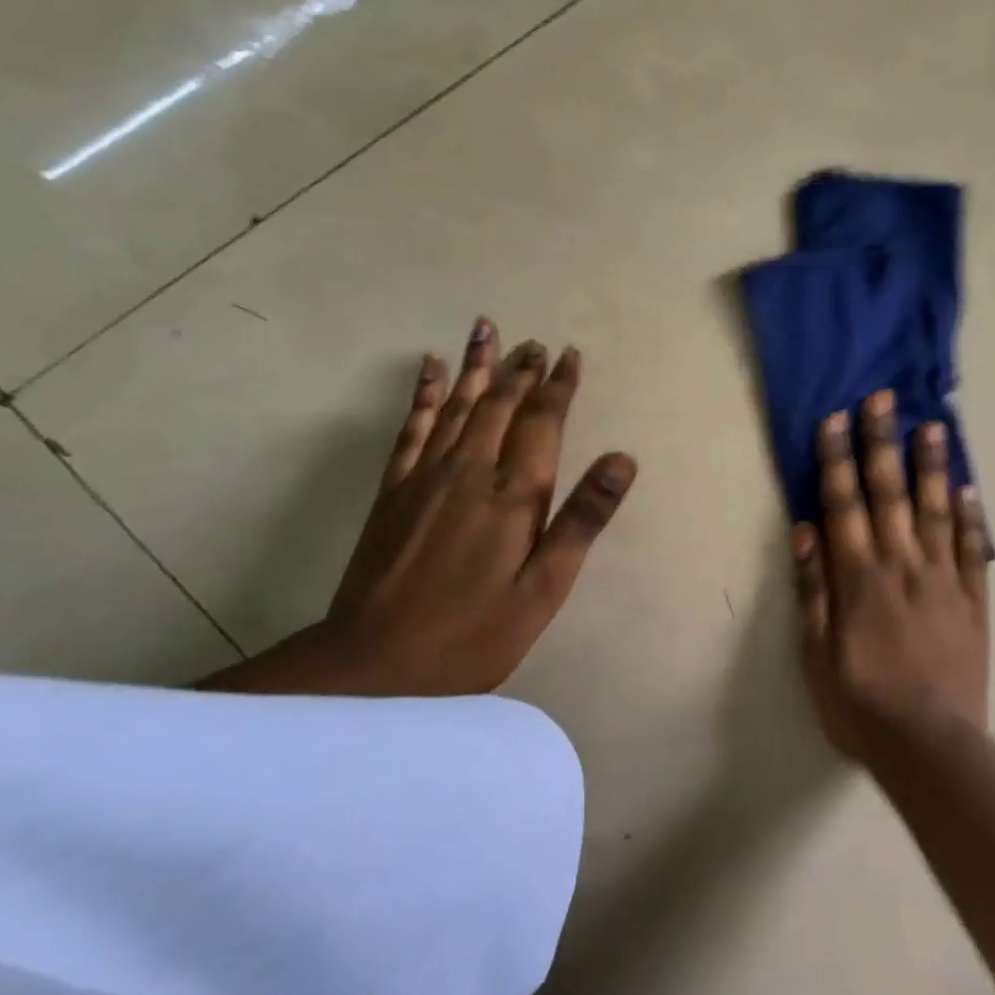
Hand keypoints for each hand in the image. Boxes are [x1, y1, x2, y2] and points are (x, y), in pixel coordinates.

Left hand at [204, 319, 636, 696]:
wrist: (373, 666)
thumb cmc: (474, 634)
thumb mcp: (544, 589)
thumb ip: (582, 520)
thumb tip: (622, 459)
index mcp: (513, 495)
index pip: (543, 422)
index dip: (559, 386)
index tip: (569, 354)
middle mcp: (470, 471)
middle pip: (500, 404)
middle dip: (522, 370)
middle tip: (537, 342)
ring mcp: (425, 476)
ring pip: (456, 404)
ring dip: (477, 366)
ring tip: (486, 329)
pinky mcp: (393, 490)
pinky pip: (411, 427)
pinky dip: (422, 394)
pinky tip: (429, 369)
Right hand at [793, 390, 991, 763]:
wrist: (930, 748)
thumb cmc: (860, 704)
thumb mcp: (815, 656)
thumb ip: (811, 590)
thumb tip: (805, 529)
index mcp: (858, 577)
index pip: (844, 504)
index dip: (837, 459)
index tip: (836, 418)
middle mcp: (901, 565)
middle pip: (889, 493)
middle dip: (882, 443)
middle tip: (884, 398)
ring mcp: (942, 579)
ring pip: (936, 510)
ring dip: (931, 466)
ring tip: (933, 425)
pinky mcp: (973, 599)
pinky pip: (974, 550)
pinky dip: (973, 517)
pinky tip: (970, 486)